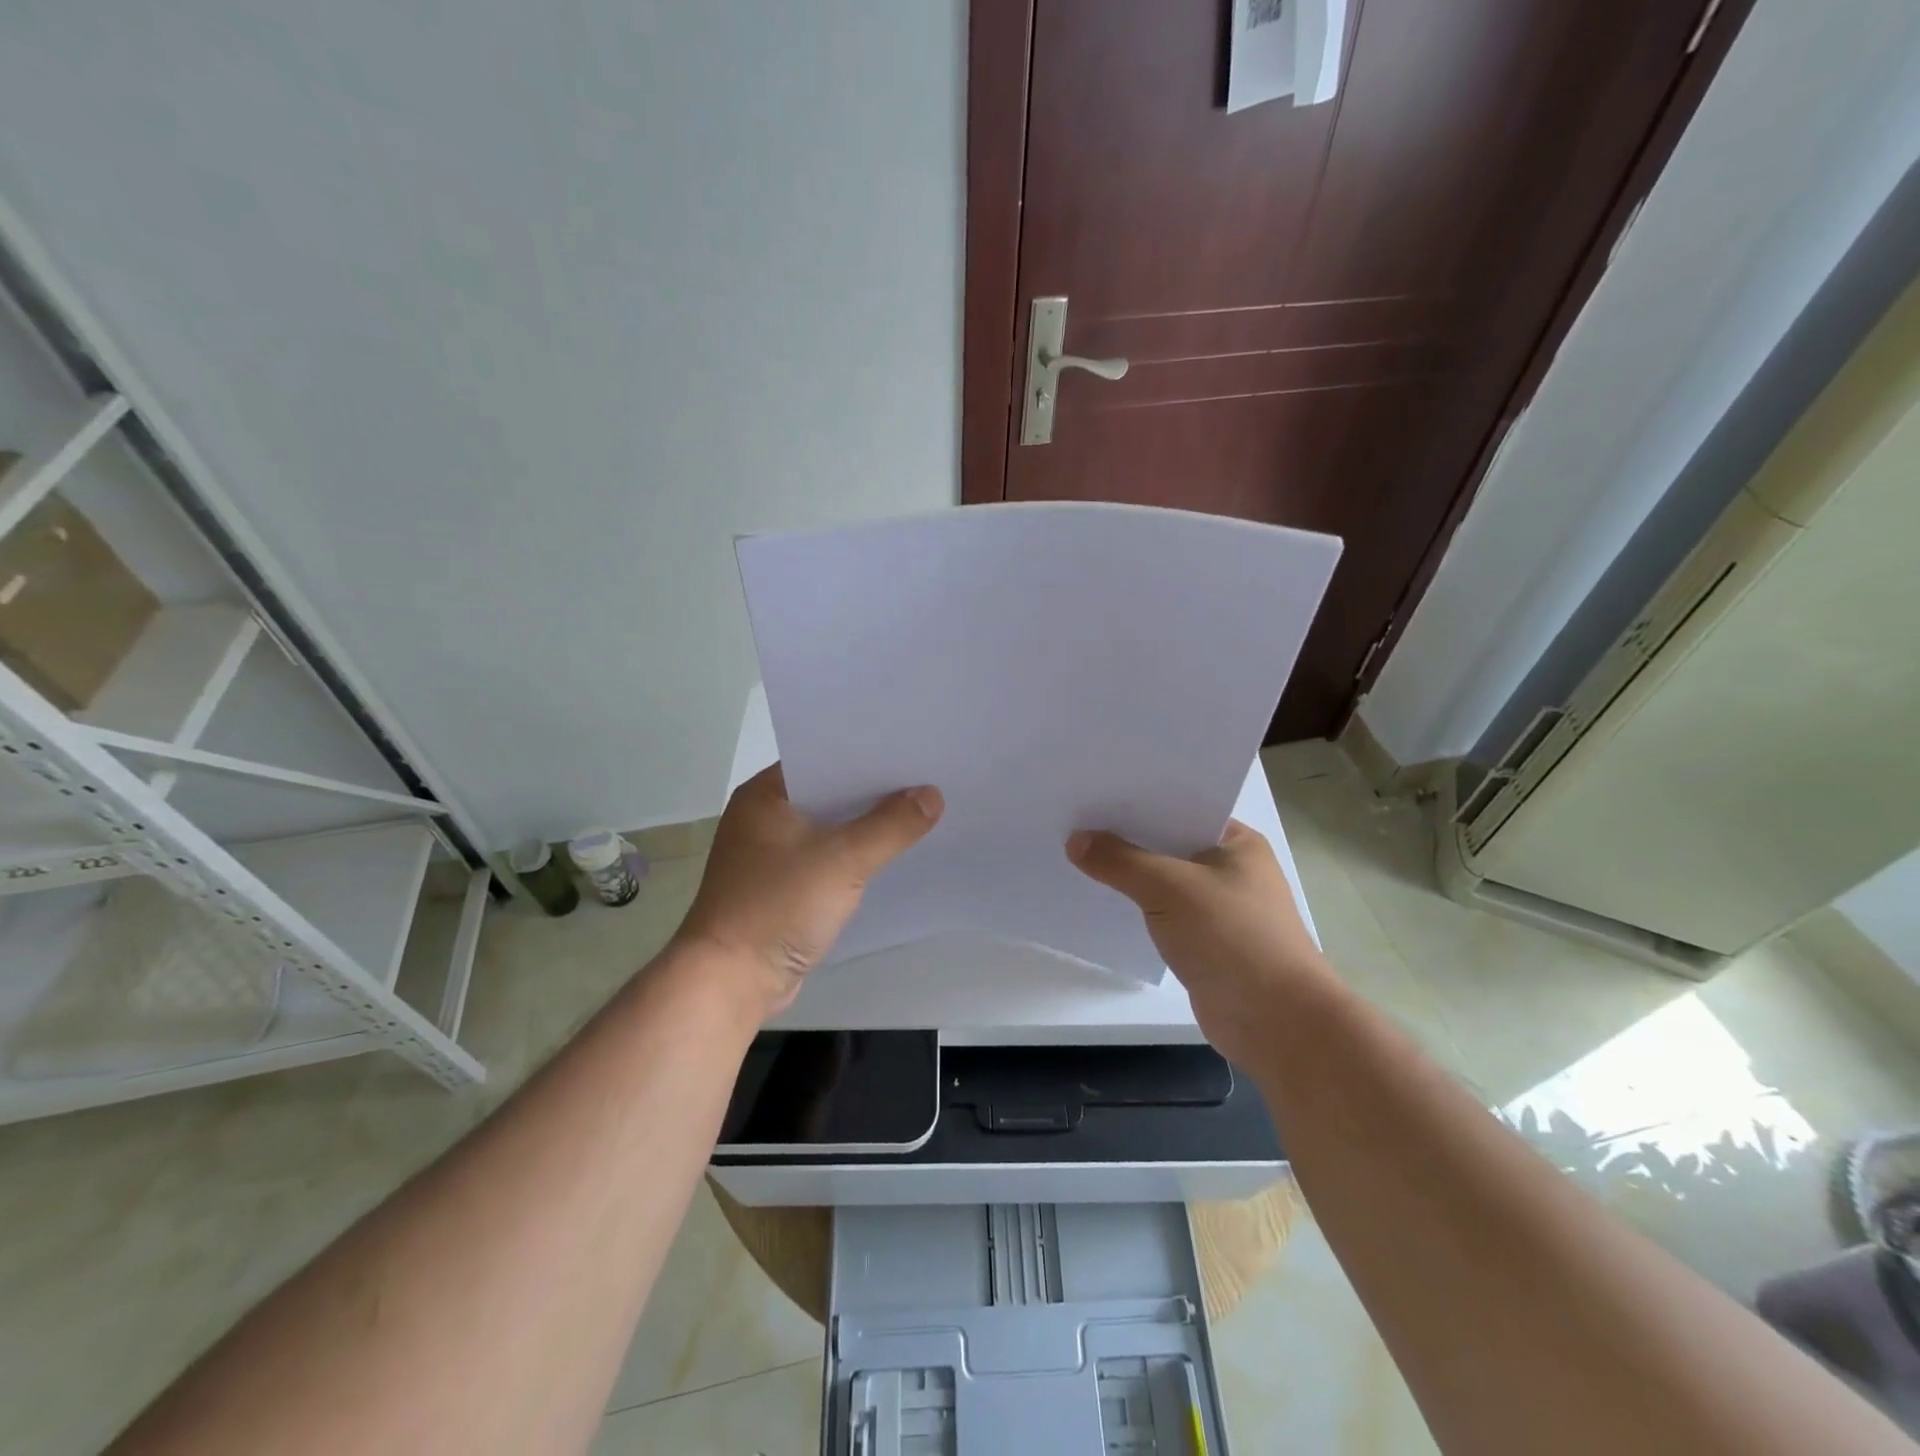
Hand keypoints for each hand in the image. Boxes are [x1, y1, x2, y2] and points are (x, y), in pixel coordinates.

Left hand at [673, 763, 942, 1018]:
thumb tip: (932, 795)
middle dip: (873, 791)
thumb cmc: (778, 906)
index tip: (910, 750)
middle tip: (925, 778)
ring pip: (829, 827)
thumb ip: (891, 825)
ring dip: (864, 825)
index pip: (821, 757)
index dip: (866, 754)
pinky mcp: (781, 886)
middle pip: (829, 792)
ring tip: (918, 810)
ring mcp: (770, 854)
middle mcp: (763, 817)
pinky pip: (826, 857)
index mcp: (765, 795)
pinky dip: (853, 855)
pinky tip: (889, 853)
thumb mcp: (842, 859)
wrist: (731, 981)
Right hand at [1067, 819, 1331, 1066]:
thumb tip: (1075, 840)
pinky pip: (1162, 913)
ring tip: (1076, 856)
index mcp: (1237, 842)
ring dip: (1129, 875)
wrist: (1277, 1022)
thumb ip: (1121, 861)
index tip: (1093, 793)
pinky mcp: (1205, 942)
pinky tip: (1101, 900)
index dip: (1137, 801)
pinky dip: (1136, 907)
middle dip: (1126, 837)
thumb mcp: (1170, 889)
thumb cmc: (1233, 938)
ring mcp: (1219, 908)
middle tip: (1073, 821)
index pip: (1180, 809)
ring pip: (1163, 881)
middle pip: (1168, 844)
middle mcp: (1230, 869)